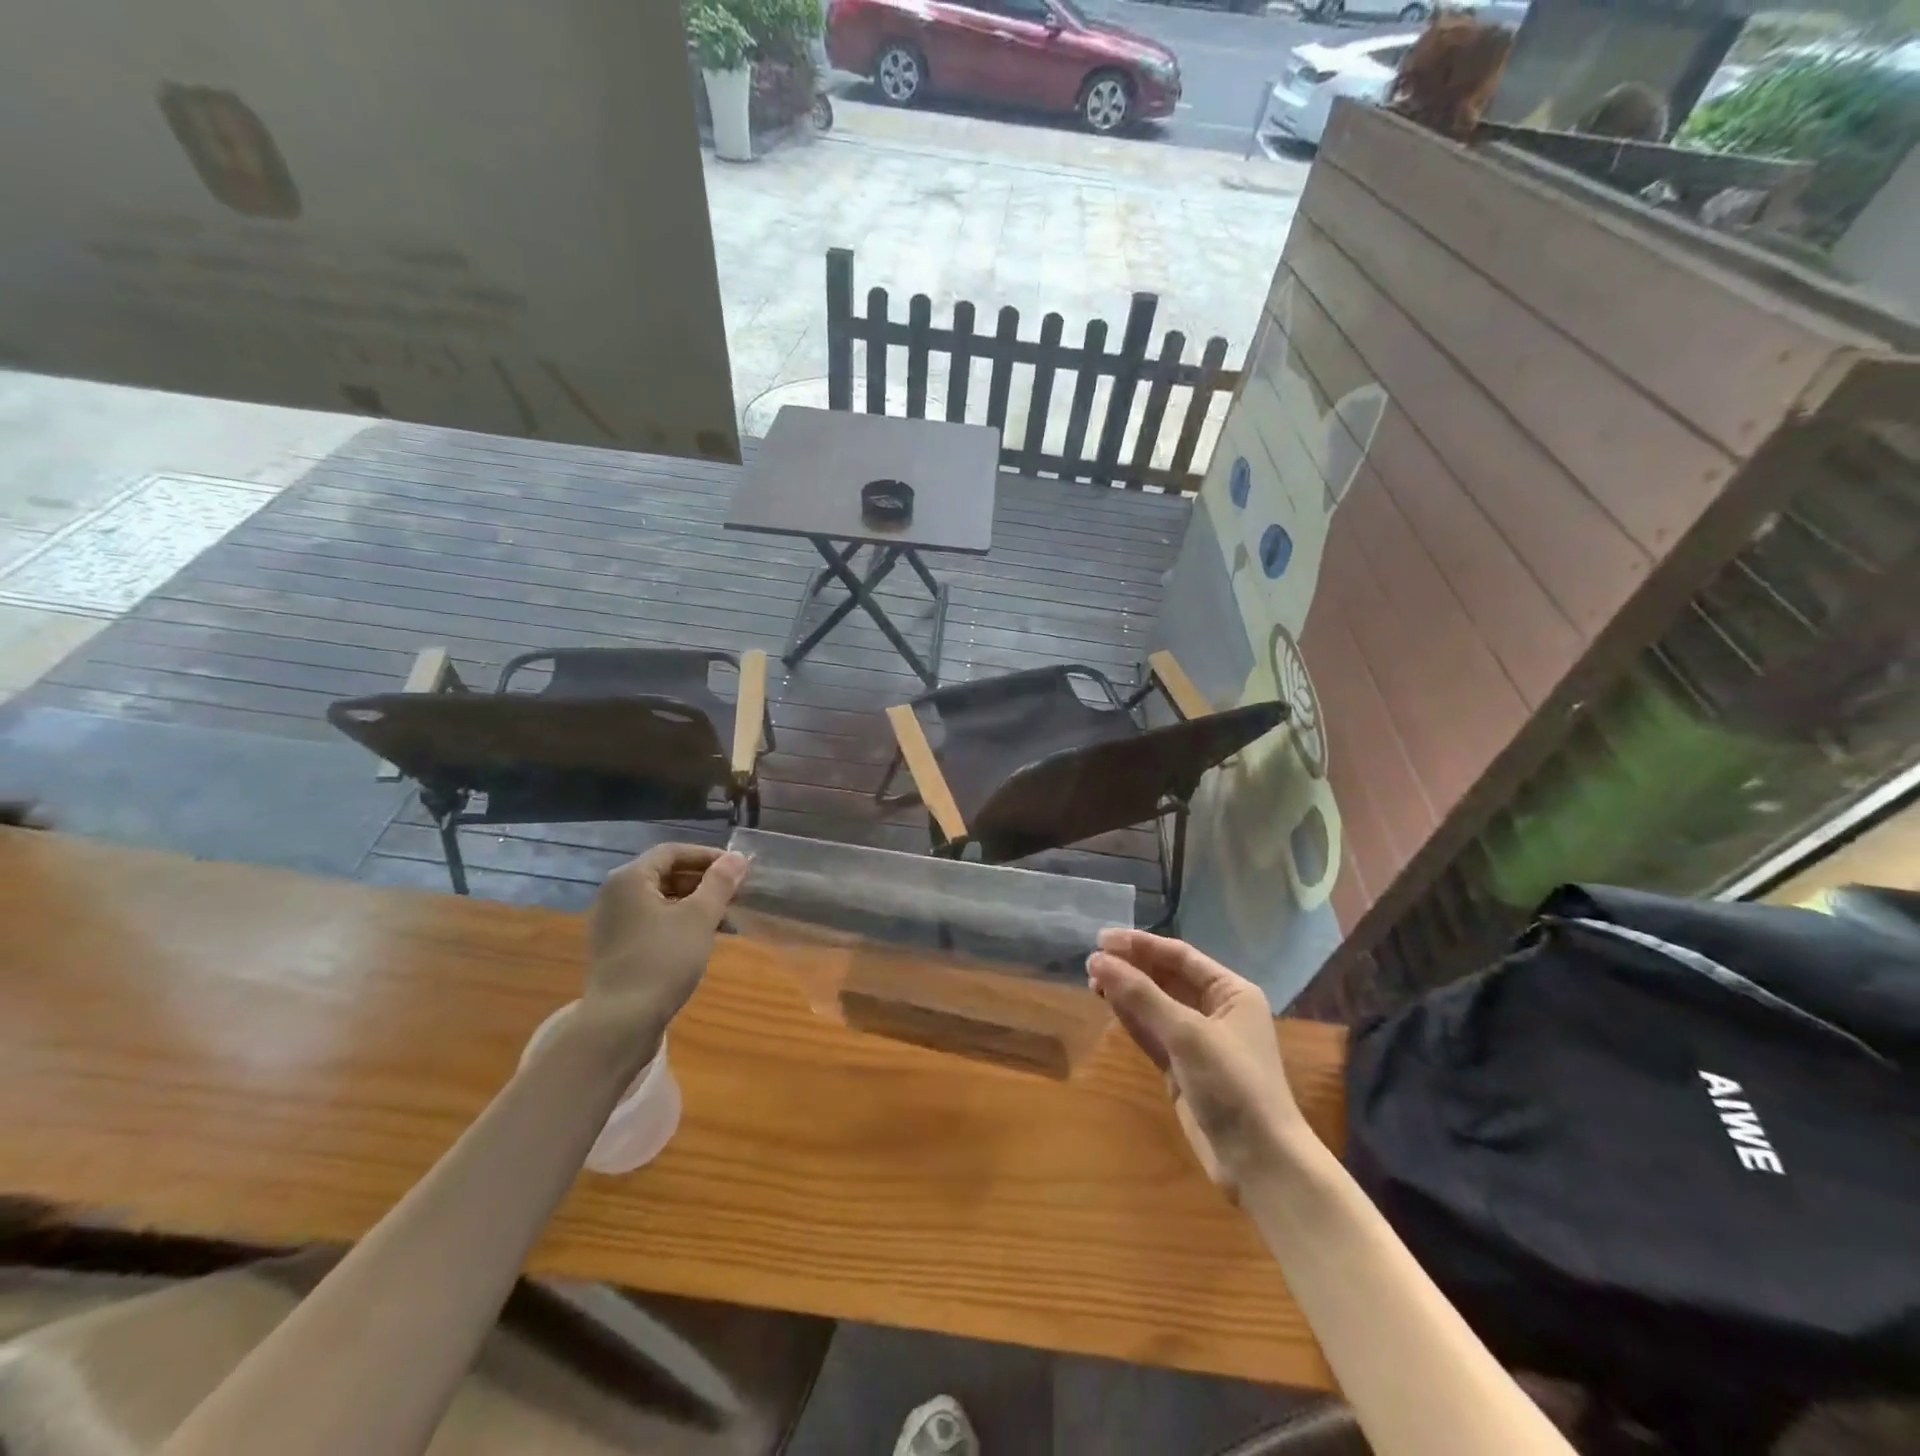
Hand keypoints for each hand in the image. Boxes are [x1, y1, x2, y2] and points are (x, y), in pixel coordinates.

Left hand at [584, 844, 748, 1035]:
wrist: (620, 1022)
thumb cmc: (663, 960)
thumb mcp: (699, 917)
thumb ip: (720, 883)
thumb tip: (737, 857)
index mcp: (630, 878)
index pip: (673, 852)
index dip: (707, 856)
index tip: (737, 868)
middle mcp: (614, 894)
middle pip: (664, 874)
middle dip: (702, 880)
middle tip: (734, 892)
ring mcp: (611, 923)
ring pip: (659, 900)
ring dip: (693, 902)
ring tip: (724, 917)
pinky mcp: (615, 948)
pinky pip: (650, 921)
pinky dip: (677, 921)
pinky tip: (701, 938)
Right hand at [1088, 929, 1302, 1197]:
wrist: (1260, 1163)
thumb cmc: (1233, 1084)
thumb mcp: (1187, 1034)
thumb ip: (1141, 995)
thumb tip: (1097, 960)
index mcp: (1231, 992)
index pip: (1180, 956)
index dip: (1140, 945)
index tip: (1101, 939)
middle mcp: (1216, 1010)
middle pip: (1166, 978)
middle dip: (1131, 968)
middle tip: (1091, 961)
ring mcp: (1198, 1041)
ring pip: (1155, 1005)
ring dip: (1126, 992)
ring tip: (1091, 980)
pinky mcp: (1183, 1069)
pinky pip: (1152, 1033)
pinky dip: (1131, 1019)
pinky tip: (1108, 1005)